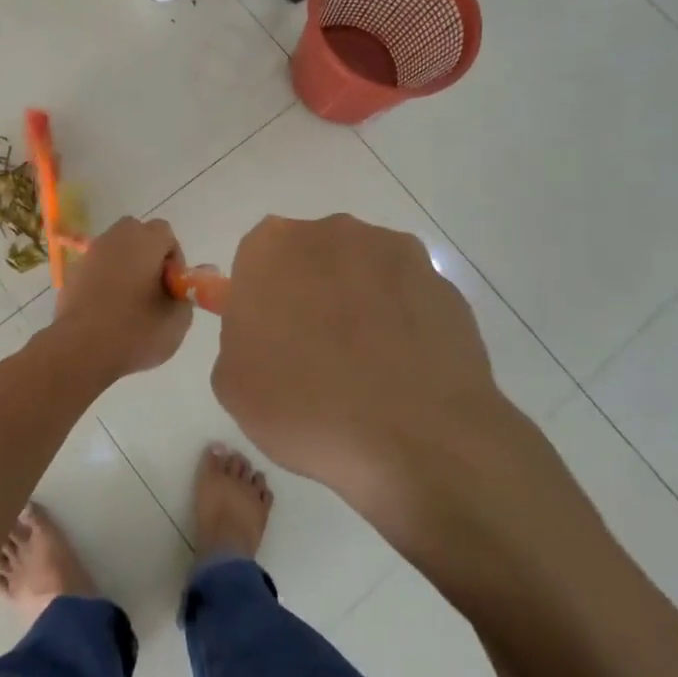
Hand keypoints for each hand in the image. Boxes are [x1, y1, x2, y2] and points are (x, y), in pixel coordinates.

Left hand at [48, 217, 192, 382]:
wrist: (80, 350)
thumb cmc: (135, 331)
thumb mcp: (177, 320)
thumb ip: (190, 291)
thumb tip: (193, 276)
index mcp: (144, 241)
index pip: (166, 233)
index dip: (174, 259)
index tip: (173, 287)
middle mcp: (115, 238)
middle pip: (137, 234)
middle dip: (148, 256)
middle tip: (154, 289)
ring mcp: (90, 254)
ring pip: (115, 250)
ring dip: (125, 267)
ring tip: (130, 302)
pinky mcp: (72, 273)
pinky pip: (96, 268)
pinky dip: (104, 280)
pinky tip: (107, 310)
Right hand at [212, 214, 563, 562]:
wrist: (422, 443)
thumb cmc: (307, 408)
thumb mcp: (232, 383)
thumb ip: (239, 337)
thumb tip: (265, 331)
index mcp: (272, 246)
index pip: (254, 261)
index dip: (259, 301)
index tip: (267, 340)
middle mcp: (334, 232)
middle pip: (309, 258)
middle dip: (308, 294)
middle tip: (311, 354)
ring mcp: (396, 253)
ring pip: (360, 273)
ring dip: (356, 305)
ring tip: (364, 369)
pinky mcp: (445, 284)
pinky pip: (405, 298)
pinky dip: (399, 324)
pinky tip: (401, 372)